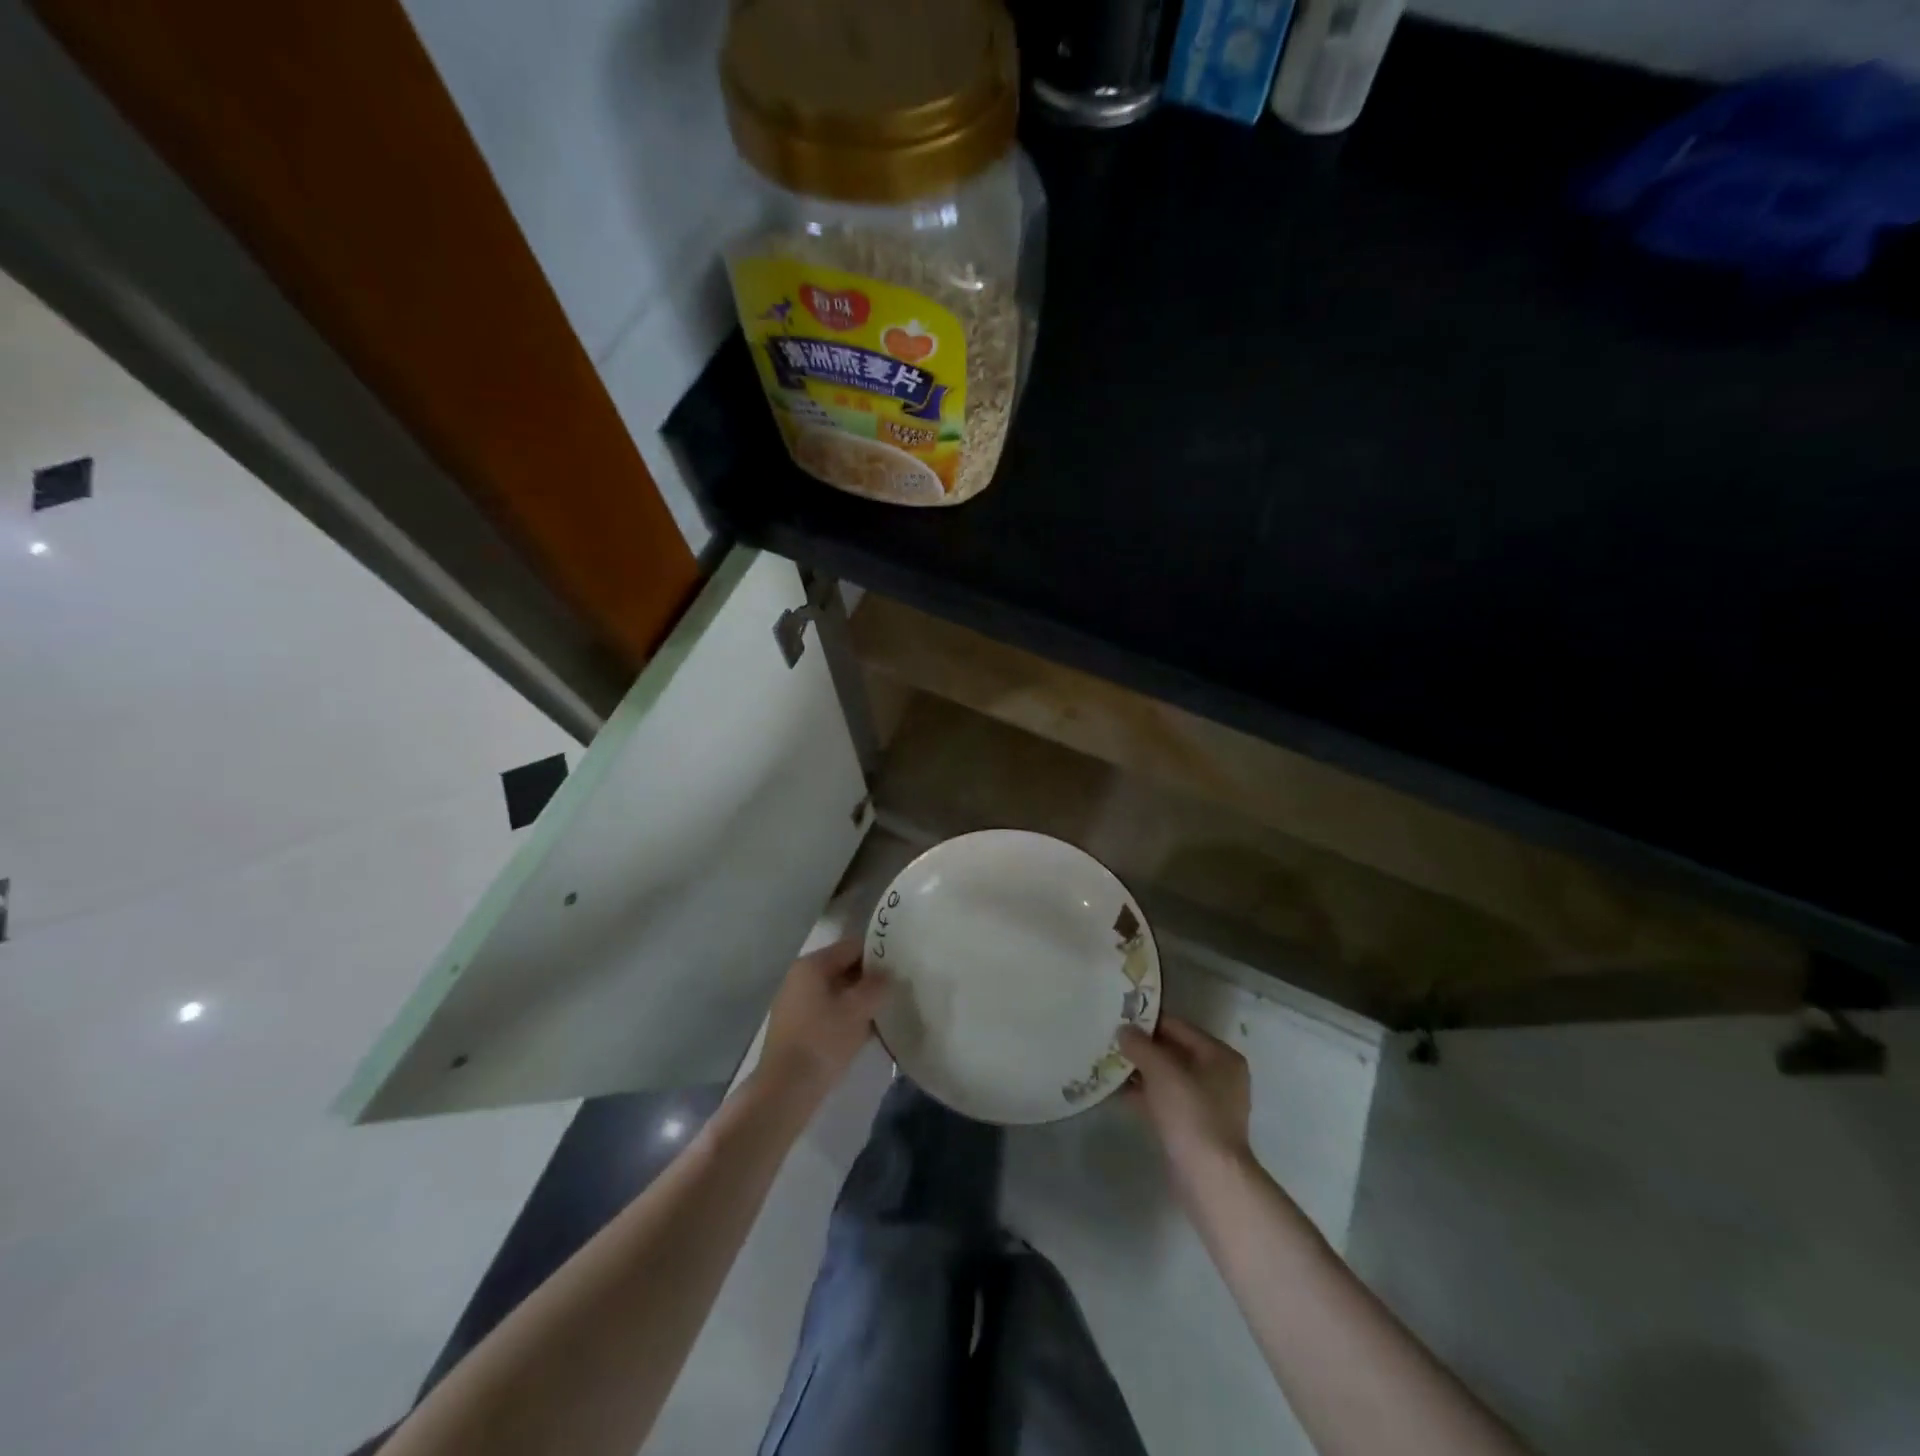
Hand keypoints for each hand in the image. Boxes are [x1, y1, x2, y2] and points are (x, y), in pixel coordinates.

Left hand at [757, 938, 890, 1104]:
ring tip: (886, 1013)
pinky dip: (847, 1017)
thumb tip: (888, 974)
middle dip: (870, 980)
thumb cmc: (823, 1040)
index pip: (852, 947)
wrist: (786, 1089)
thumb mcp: (858, 1010)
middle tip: (897, 991)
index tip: (901, 967)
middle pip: (844, 968)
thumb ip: (877, 986)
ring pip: (838, 992)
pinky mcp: (797, 1027)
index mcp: (812, 965)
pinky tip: (867, 1032)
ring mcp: (796, 1003)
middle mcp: (801, 978)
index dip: (878, 954)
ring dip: (860, 1001)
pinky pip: (829, 1012)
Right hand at [1118, 1016, 1253, 1187]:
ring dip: (1141, 1072)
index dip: (1148, 1022)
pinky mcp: (1195, 1127)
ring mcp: (1208, 1104)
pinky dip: (1145, 1095)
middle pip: (1174, 1052)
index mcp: (1220, 1056)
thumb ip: (1140, 1046)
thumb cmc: (1190, 1113)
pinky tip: (1117, 1092)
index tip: (1119, 1019)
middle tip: (1110, 1041)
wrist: (1209, 1177)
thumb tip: (1124, 1030)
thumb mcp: (1161, 1071)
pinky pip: (1166, 1100)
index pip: (1179, 1027)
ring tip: (1108, 1064)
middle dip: (1142, 1048)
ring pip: (1168, 1078)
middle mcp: (1219, 1076)